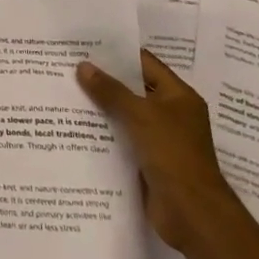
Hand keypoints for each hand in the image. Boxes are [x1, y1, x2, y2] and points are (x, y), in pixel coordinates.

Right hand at [76, 49, 237, 253]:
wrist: (192, 214)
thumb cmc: (173, 154)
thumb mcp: (140, 115)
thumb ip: (111, 91)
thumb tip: (83, 66)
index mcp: (179, 96)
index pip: (146, 64)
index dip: (118, 54)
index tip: (86, 45)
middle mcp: (171, 114)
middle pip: (134, 89)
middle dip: (105, 81)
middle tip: (69, 67)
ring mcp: (161, 140)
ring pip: (126, 116)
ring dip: (102, 108)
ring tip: (67, 93)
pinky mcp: (149, 162)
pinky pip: (123, 140)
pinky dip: (105, 133)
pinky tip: (76, 127)